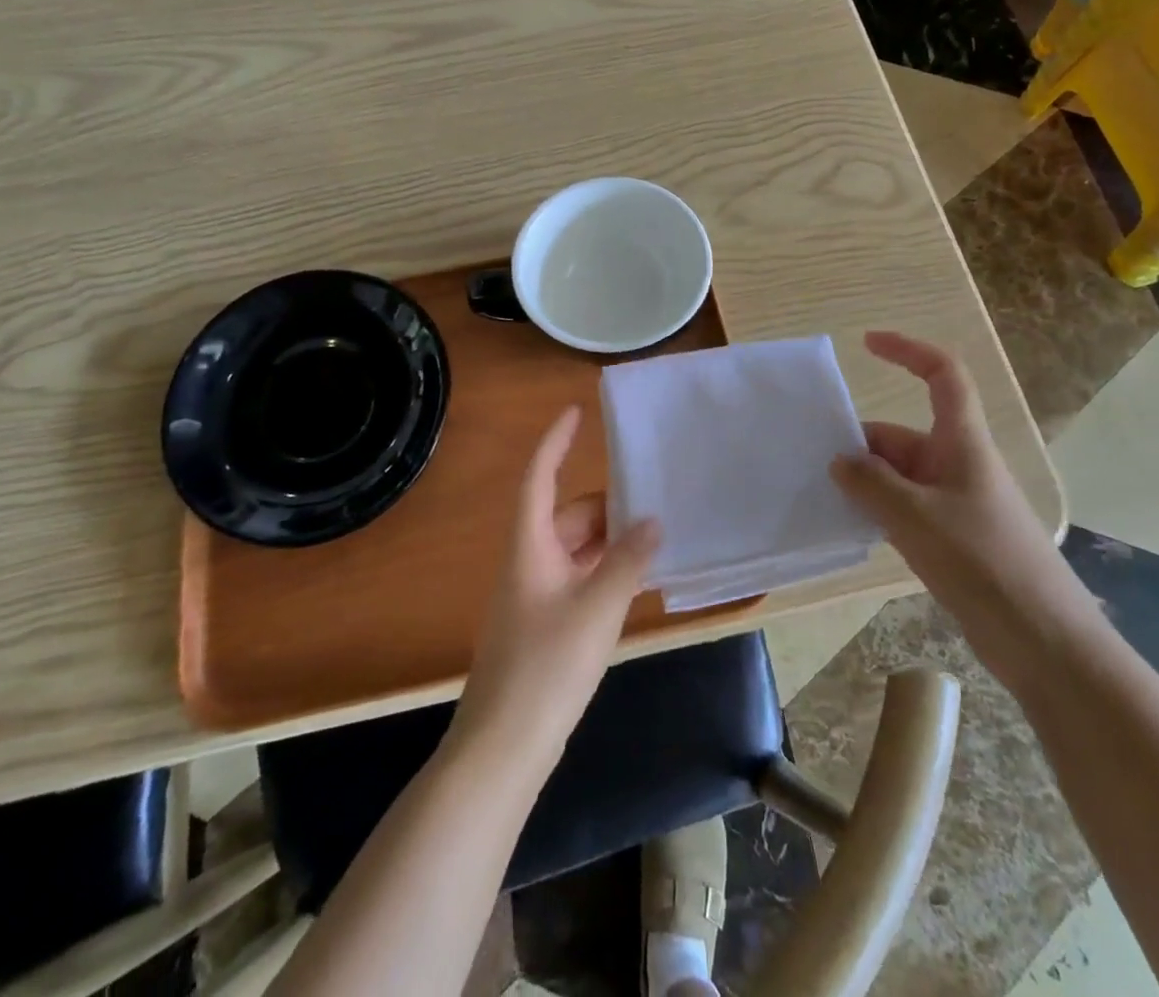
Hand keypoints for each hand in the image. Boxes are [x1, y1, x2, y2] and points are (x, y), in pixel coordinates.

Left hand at [450, 407, 660, 771]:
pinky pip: (578, 579)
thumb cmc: (546, 667)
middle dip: (606, 506)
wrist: (504, 747)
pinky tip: (635, 581)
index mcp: (530, 546)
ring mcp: (534, 596)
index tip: (577, 412)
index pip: (539, 477)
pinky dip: (604, 572)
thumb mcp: (596, 608)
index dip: (556, 442)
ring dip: (609, 542)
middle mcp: (529, 562)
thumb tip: (653, 521)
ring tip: (654, 538)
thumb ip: (627, 562)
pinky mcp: (544, 625)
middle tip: (653, 500)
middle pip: (566, 515)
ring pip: (575, 550)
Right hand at [829, 331, 1091, 682]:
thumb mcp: (917, 519)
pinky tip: (849, 528)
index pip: (942, 375)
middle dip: (860, 444)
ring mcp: (954, 503)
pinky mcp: (951, 538)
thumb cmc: (985, 564)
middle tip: (812, 462)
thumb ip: (871, 485)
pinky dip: (877, 510)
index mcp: (962, 443)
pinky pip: (904, 508)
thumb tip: (839, 461)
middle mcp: (957, 464)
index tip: (866, 343)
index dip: (908, 350)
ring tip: (820, 495)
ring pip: (898, 475)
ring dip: (865, 482)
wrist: (1045, 643)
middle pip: (902, 435)